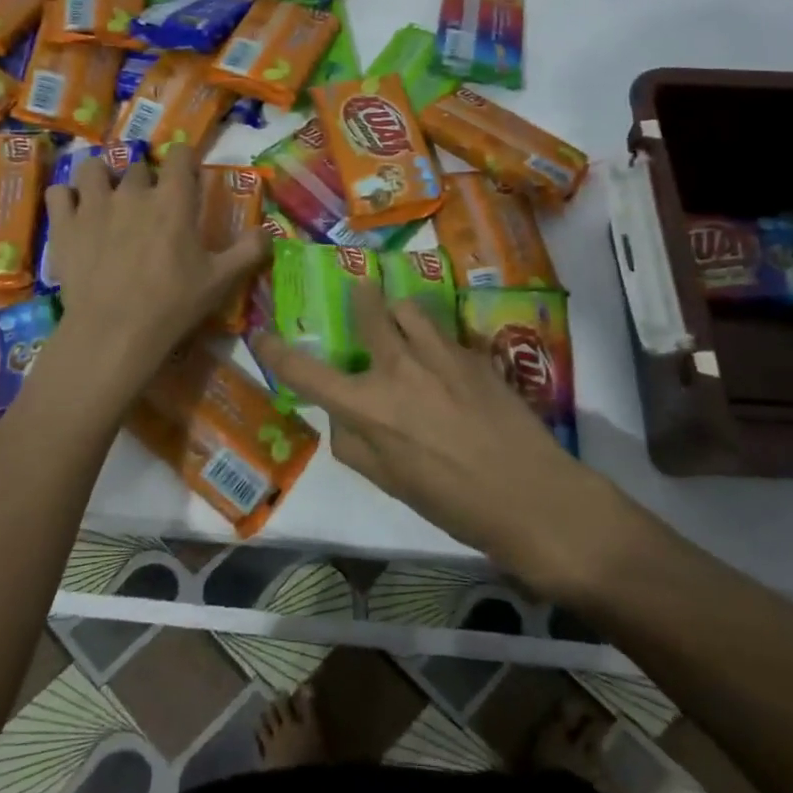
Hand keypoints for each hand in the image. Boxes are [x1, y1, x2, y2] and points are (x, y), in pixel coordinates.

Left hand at [42, 144, 268, 381]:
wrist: (114, 332)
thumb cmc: (172, 305)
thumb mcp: (221, 281)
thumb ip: (249, 251)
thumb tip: (269, 231)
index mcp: (173, 200)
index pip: (179, 155)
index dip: (183, 160)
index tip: (185, 174)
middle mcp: (133, 191)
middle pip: (138, 166)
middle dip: (145, 180)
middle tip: (148, 205)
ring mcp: (94, 205)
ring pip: (94, 168)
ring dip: (102, 177)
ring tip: (106, 196)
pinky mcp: (64, 225)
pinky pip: (59, 192)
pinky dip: (67, 198)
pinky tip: (74, 213)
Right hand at [251, 282, 622, 598]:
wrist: (531, 496)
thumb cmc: (453, 502)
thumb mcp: (390, 483)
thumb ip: (355, 445)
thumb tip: (344, 417)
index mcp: (368, 406)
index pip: (307, 373)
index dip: (277, 352)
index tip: (262, 335)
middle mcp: (398, 368)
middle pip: (367, 311)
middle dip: (359, 298)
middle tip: (360, 291)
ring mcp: (439, 354)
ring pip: (408, 307)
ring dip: (399, 313)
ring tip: (405, 325)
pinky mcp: (473, 353)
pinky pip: (443, 332)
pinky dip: (434, 338)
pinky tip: (449, 363)